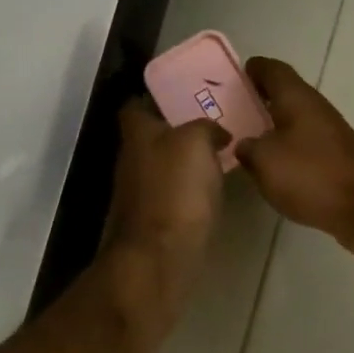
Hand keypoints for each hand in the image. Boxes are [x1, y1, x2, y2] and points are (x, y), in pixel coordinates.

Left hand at [101, 101, 228, 352]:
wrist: (160, 257)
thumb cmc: (176, 192)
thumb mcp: (196, 142)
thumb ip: (206, 127)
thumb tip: (216, 133)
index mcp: (137, 135)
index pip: (135, 105)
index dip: (156, 97)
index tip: (186, 94)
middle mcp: (131, 160)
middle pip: (151, 137)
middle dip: (177, 130)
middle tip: (215, 124)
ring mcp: (140, 194)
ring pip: (163, 166)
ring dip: (186, 162)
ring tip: (222, 156)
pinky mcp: (154, 222)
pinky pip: (173, 195)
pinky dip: (189, 191)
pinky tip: (213, 192)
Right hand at [237, 59, 353, 261]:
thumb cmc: (311, 174)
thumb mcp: (265, 160)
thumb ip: (248, 148)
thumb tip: (245, 145)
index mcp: (296, 98)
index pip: (272, 69)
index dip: (252, 69)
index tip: (232, 77)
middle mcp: (315, 109)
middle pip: (283, 96)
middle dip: (258, 101)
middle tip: (229, 113)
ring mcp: (329, 136)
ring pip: (293, 123)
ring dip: (272, 129)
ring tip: (244, 142)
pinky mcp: (336, 161)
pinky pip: (304, 148)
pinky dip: (286, 152)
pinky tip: (271, 169)